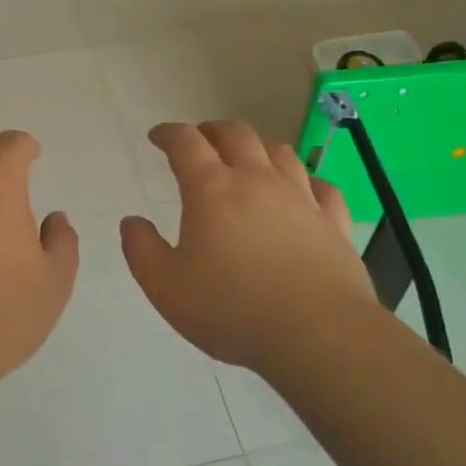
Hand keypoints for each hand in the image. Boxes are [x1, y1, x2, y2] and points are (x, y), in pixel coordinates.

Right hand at [119, 122, 378, 373]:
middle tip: (200, 139)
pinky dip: (306, 181)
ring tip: (248, 159)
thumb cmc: (232, 310)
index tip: (158, 136)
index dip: (169, 134)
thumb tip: (132, 222)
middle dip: (212, 131)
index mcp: (212, 190)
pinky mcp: (333, 222)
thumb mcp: (166, 287)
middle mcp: (258, 181)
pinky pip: (321, 187)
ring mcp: (301, 198)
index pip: (186, 143)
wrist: (318, 335)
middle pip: (236, 135)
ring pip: (280, 153)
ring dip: (258, 148)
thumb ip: (142, 249)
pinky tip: (302, 191)